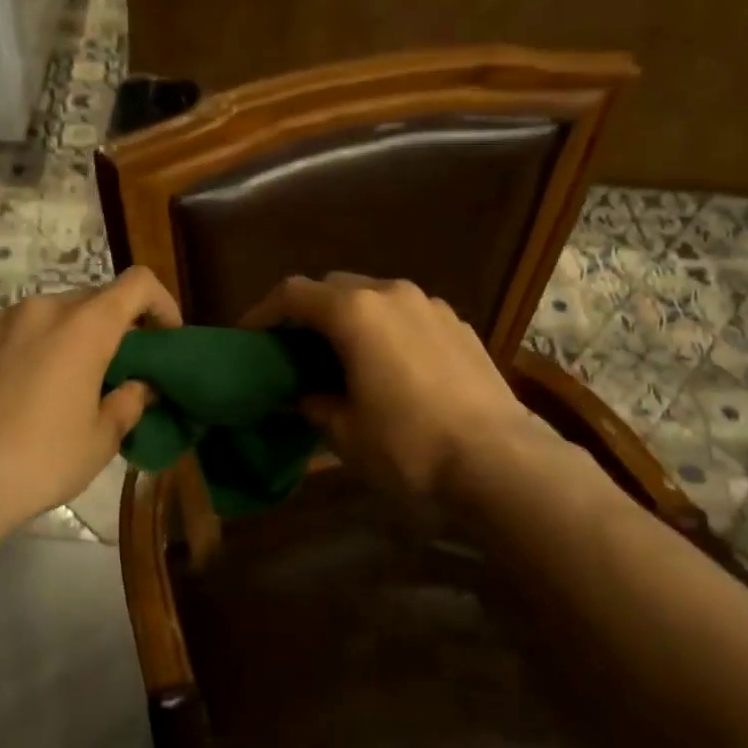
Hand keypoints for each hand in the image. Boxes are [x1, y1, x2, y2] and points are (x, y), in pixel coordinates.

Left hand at [0, 267, 180, 537]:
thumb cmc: (41, 461)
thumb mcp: (101, 440)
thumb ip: (129, 402)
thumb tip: (140, 385)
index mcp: (84, 327)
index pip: (137, 284)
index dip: (160, 303)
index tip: (164, 337)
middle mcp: (40, 310)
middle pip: (91, 300)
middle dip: (110, 328)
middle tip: (112, 370)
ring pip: (45, 316)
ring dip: (63, 337)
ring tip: (58, 383)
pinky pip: (7, 332)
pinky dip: (24, 348)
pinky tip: (14, 391)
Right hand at [242, 273, 548, 503]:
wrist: (499, 460)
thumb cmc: (408, 446)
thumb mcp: (344, 432)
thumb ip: (313, 402)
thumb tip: (302, 394)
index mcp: (355, 312)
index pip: (293, 294)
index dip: (263, 312)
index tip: (249, 337)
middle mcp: (392, 294)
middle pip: (334, 287)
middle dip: (307, 312)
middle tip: (294, 348)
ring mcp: (431, 305)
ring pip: (374, 296)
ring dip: (349, 317)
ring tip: (342, 355)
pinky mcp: (458, 325)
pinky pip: (407, 314)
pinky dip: (385, 328)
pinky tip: (390, 364)